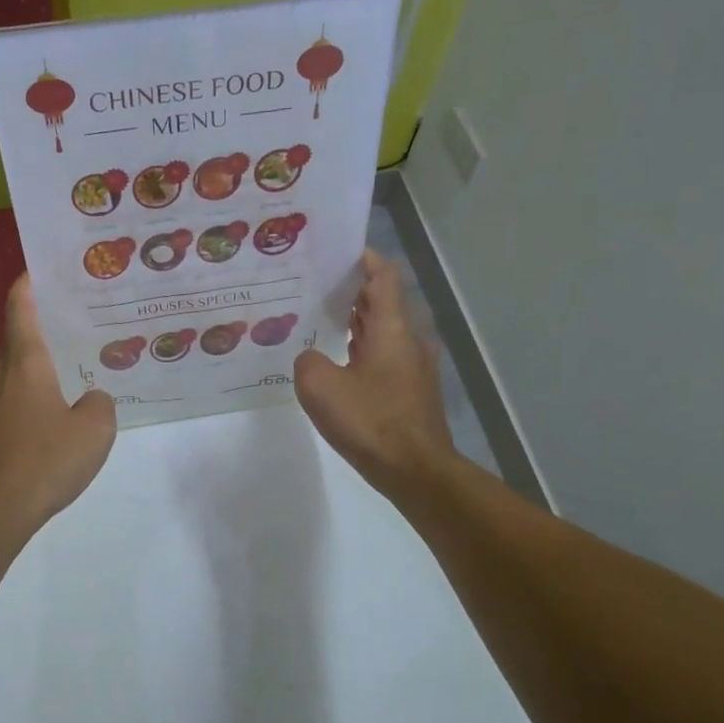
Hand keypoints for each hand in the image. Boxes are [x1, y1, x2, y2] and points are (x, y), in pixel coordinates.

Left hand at [0, 274, 116, 542]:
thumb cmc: (43, 461)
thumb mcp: (94, 431)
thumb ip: (100, 405)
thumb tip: (91, 400)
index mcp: (24, 364)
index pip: (20, 310)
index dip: (27, 286)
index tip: (36, 270)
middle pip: (16, 345)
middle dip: (41, 336)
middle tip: (74, 334)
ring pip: (12, 380)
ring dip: (36, 377)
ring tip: (69, 383)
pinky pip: (7, 410)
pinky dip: (27, 408)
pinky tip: (49, 430)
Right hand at [294, 250, 455, 500]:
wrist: (416, 471)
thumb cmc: (371, 421)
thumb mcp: (320, 386)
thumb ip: (308, 360)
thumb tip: (313, 358)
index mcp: (392, 328)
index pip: (382, 276)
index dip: (363, 258)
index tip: (336, 251)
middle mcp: (409, 339)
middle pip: (382, 301)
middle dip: (351, 289)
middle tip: (314, 285)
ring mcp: (413, 366)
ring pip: (383, 330)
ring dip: (356, 321)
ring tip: (318, 318)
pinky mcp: (411, 390)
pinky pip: (383, 356)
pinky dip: (361, 348)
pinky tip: (335, 362)